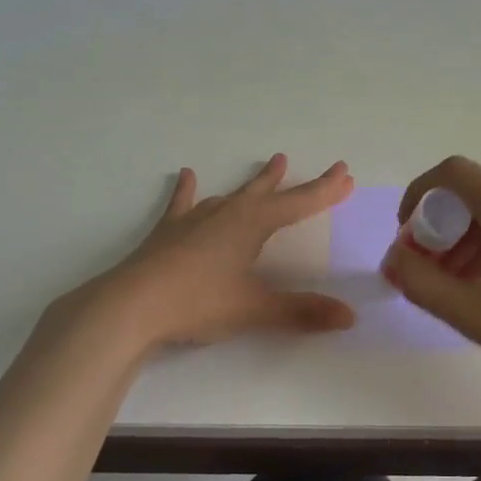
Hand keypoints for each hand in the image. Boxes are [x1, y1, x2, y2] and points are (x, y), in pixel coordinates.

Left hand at [86, 154, 357, 349]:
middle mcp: (227, 213)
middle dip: (299, 185)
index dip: (325, 191)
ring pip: (233, 195)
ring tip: (273, 164)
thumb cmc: (198, 303)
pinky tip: (186, 175)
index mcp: (252, 225)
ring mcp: (195, 220)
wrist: (131, 306)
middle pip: (270, 193)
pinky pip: (183, 204)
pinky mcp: (168, 232)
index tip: (346, 174)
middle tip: (325, 171)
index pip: (299, 203)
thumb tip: (349, 316)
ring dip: (255, 183)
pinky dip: (187, 190)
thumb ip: (301, 312)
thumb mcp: (254, 309)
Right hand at [383, 156, 480, 416]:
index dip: (419, 195)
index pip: (454, 173)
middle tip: (426, 268)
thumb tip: (391, 259)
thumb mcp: (474, 315)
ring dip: (466, 236)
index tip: (406, 234)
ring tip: (453, 283)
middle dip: (441, 224)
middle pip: (476, 192)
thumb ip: (422, 282)